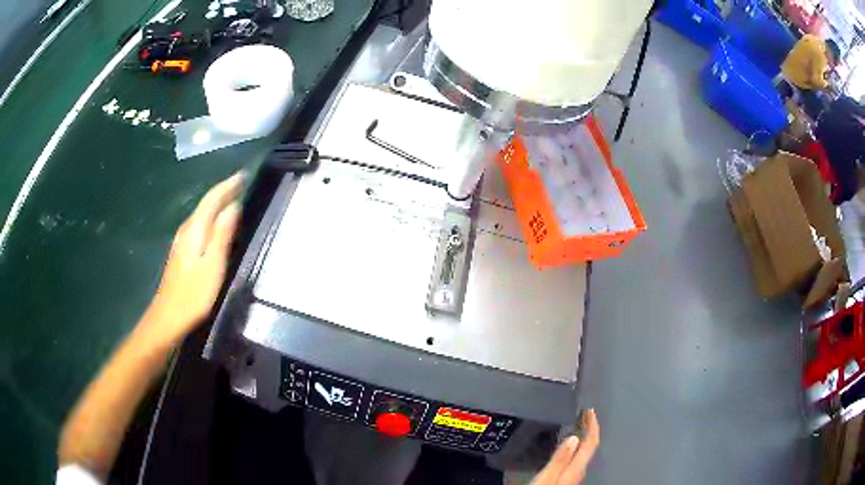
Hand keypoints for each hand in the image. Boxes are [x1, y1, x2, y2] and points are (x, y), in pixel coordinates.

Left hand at [144, 173, 242, 348]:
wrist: (168, 316)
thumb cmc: (193, 294)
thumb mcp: (213, 265)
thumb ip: (222, 234)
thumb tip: (234, 207)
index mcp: (195, 229)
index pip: (212, 199)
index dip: (228, 186)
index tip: (243, 174)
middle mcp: (186, 229)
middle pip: (206, 203)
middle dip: (223, 191)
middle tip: (241, 183)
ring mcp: (182, 240)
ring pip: (202, 214)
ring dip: (217, 203)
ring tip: (233, 198)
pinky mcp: (182, 252)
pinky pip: (199, 225)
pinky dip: (211, 218)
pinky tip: (217, 224)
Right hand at [531, 409, 599, 484]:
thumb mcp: (547, 476)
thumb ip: (560, 458)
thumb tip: (574, 438)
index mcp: (575, 468)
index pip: (591, 442)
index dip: (592, 424)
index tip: (590, 410)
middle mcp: (578, 472)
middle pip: (588, 446)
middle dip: (588, 428)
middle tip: (584, 414)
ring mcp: (573, 476)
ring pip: (582, 452)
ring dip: (581, 437)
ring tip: (576, 427)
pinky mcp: (566, 479)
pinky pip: (575, 458)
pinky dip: (574, 447)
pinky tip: (566, 448)